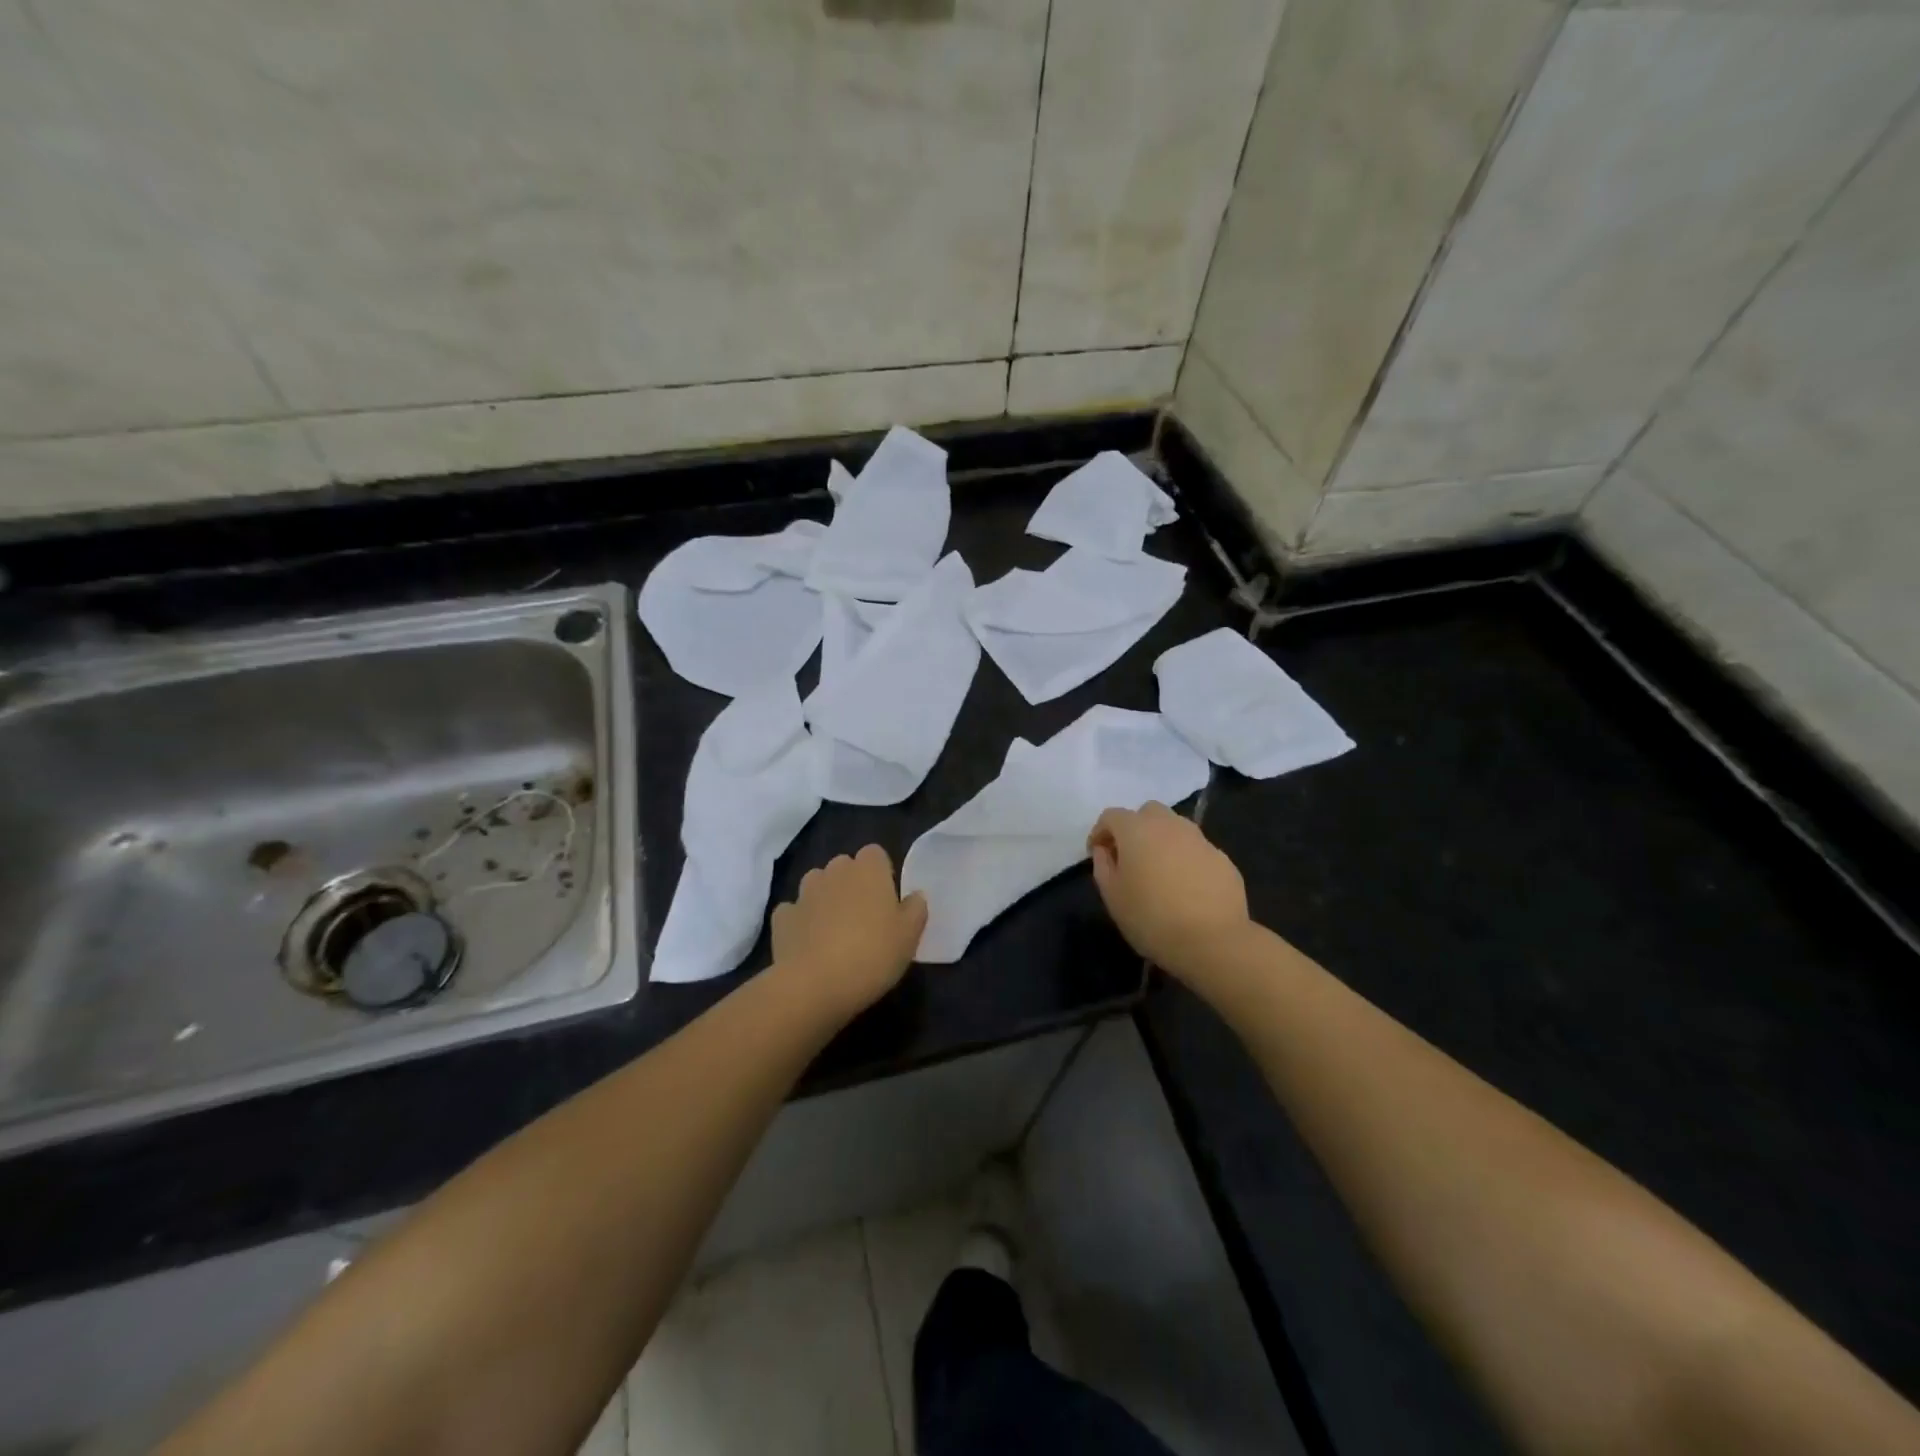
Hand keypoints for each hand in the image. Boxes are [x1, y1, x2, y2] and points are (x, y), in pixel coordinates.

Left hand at [772, 845, 927, 1014]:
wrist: (814, 985)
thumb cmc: (872, 954)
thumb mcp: (910, 936)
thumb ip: (916, 909)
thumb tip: (915, 895)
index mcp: (868, 870)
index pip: (875, 854)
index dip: (881, 873)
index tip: (886, 900)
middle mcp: (834, 871)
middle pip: (844, 867)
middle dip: (851, 884)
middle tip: (863, 918)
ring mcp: (804, 892)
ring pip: (817, 885)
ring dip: (825, 899)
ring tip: (834, 931)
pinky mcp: (781, 917)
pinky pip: (794, 911)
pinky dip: (801, 922)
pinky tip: (808, 944)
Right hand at [1087, 803, 1250, 977]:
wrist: (1213, 940)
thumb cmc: (1151, 918)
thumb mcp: (1112, 897)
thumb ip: (1103, 866)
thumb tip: (1105, 851)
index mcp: (1136, 830)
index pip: (1111, 816)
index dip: (1100, 832)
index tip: (1097, 854)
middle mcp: (1169, 825)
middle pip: (1147, 812)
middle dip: (1135, 828)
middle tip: (1130, 857)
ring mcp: (1199, 839)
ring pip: (1175, 827)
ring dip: (1162, 841)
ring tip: (1159, 871)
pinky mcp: (1222, 858)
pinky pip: (1195, 849)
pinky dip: (1185, 858)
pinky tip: (1186, 886)